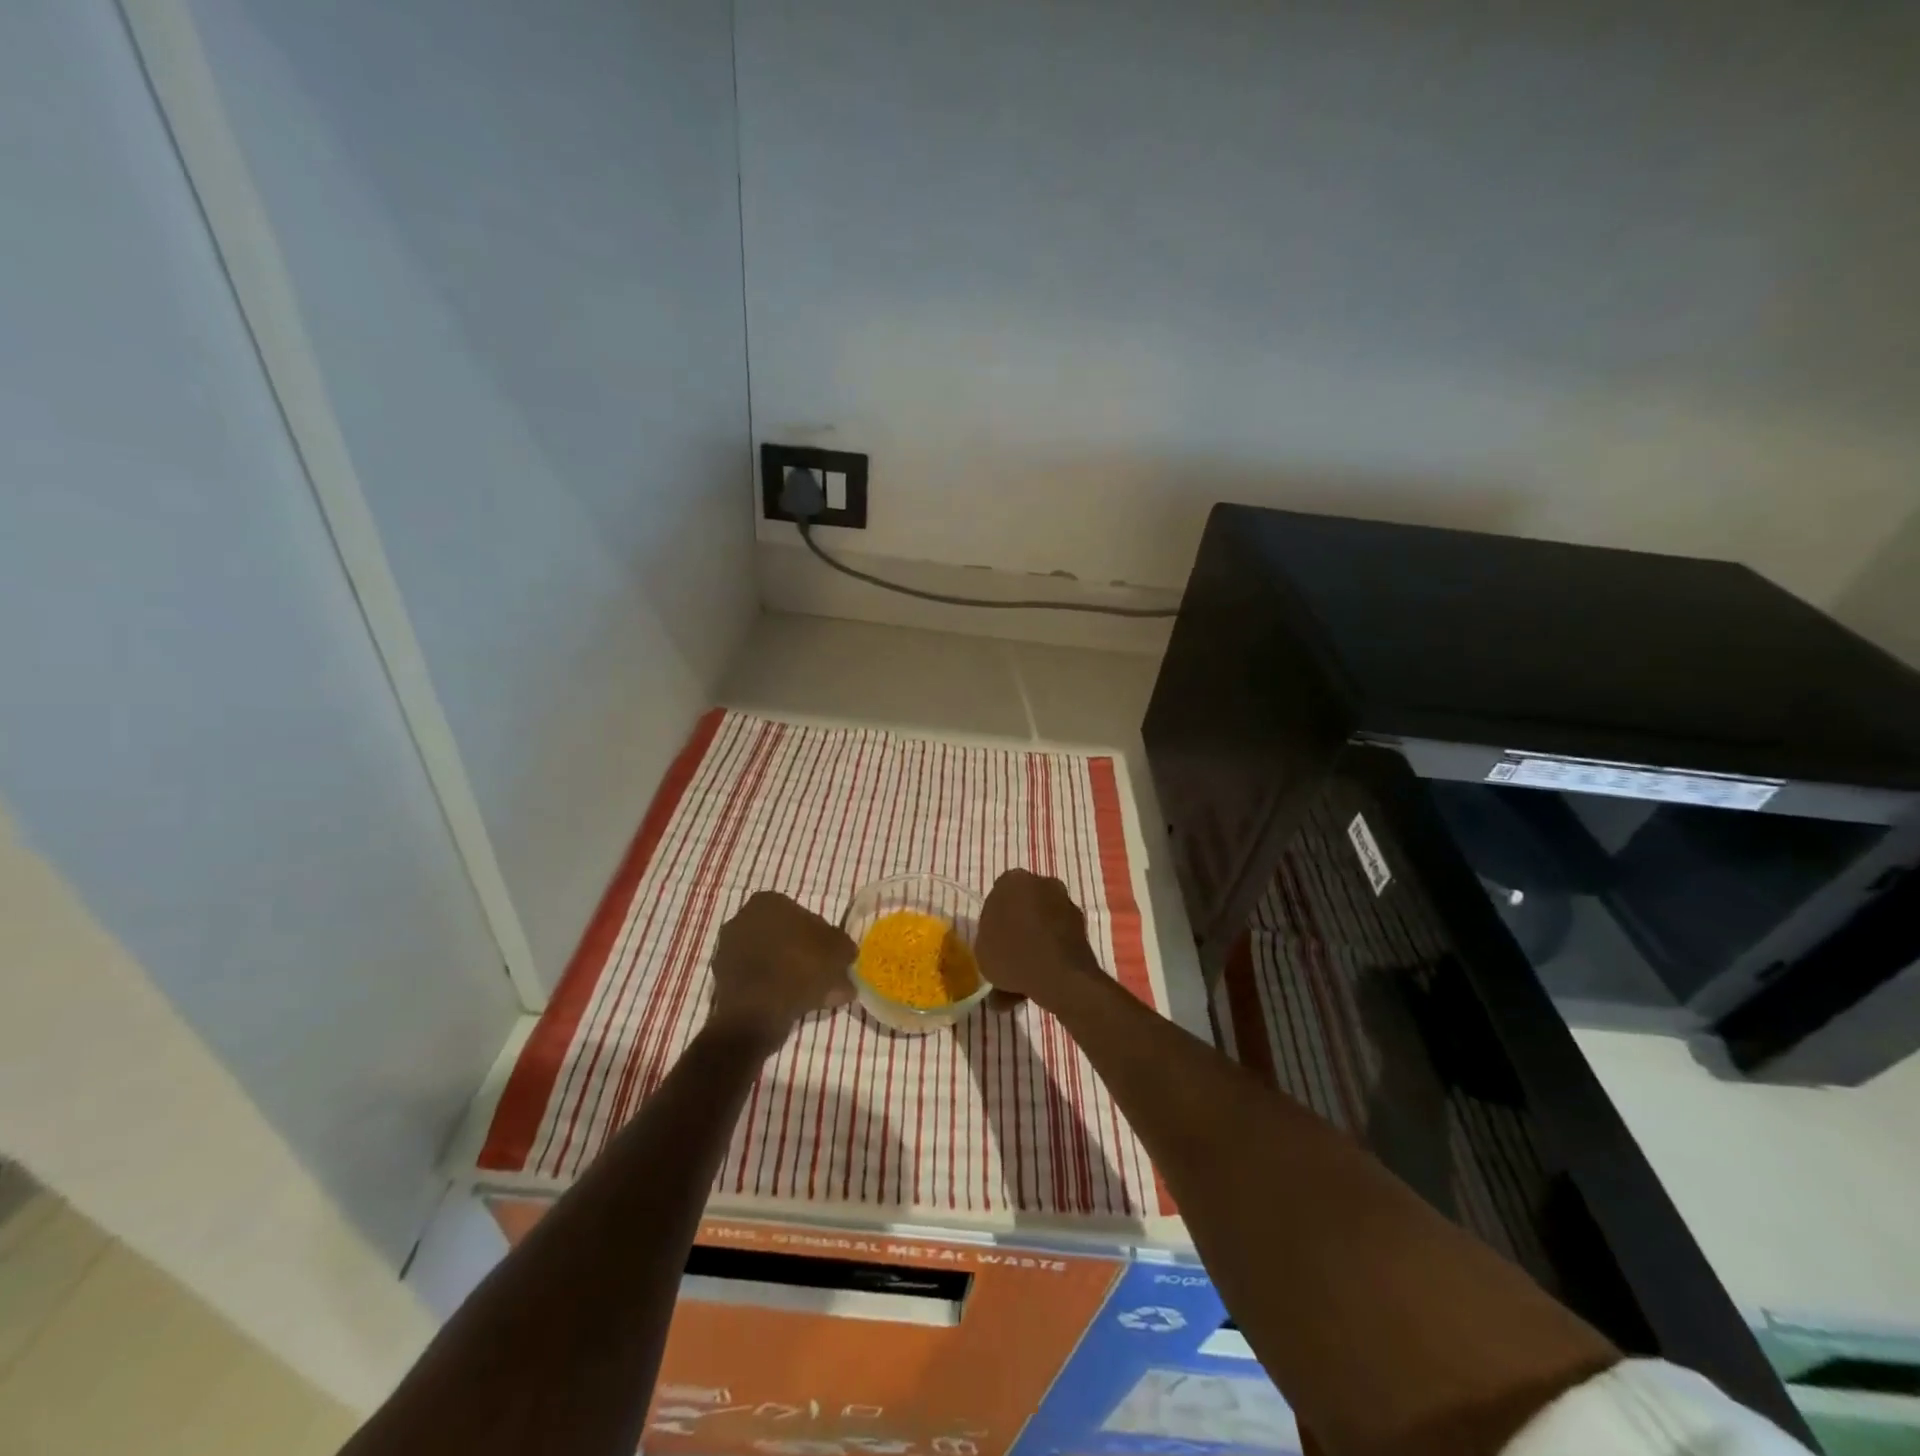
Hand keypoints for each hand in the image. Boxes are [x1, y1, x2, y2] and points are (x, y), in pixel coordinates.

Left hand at [709, 892, 855, 1044]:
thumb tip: (844, 952)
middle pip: (784, 937)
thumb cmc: (800, 968)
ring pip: (770, 959)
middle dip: (802, 954)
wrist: (756, 1014)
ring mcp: (727, 949)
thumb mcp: (839, 952)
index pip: (803, 915)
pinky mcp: (720, 978)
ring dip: (788, 973)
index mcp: (768, 901)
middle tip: (822, 977)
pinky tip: (790, 1006)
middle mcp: (742, 918)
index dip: (821, 938)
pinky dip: (772, 989)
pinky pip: (756, 979)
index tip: (831, 957)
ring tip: (810, 997)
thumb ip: (844, 947)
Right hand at [974, 870, 1104, 1011]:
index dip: (994, 920)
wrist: (1061, 976)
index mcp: (1013, 880)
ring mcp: (1066, 903)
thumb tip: (997, 939)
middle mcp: (1043, 883)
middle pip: (1024, 905)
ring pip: (1043, 922)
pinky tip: (1041, 978)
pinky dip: (1051, 952)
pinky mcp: (1083, 926)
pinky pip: (1058, 937)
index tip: (992, 940)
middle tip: (1007, 955)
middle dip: (1017, 926)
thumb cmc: (1013, 954)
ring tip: (1024, 976)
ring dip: (1035, 941)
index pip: (998, 895)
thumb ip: (987, 936)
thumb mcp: (981, 948)